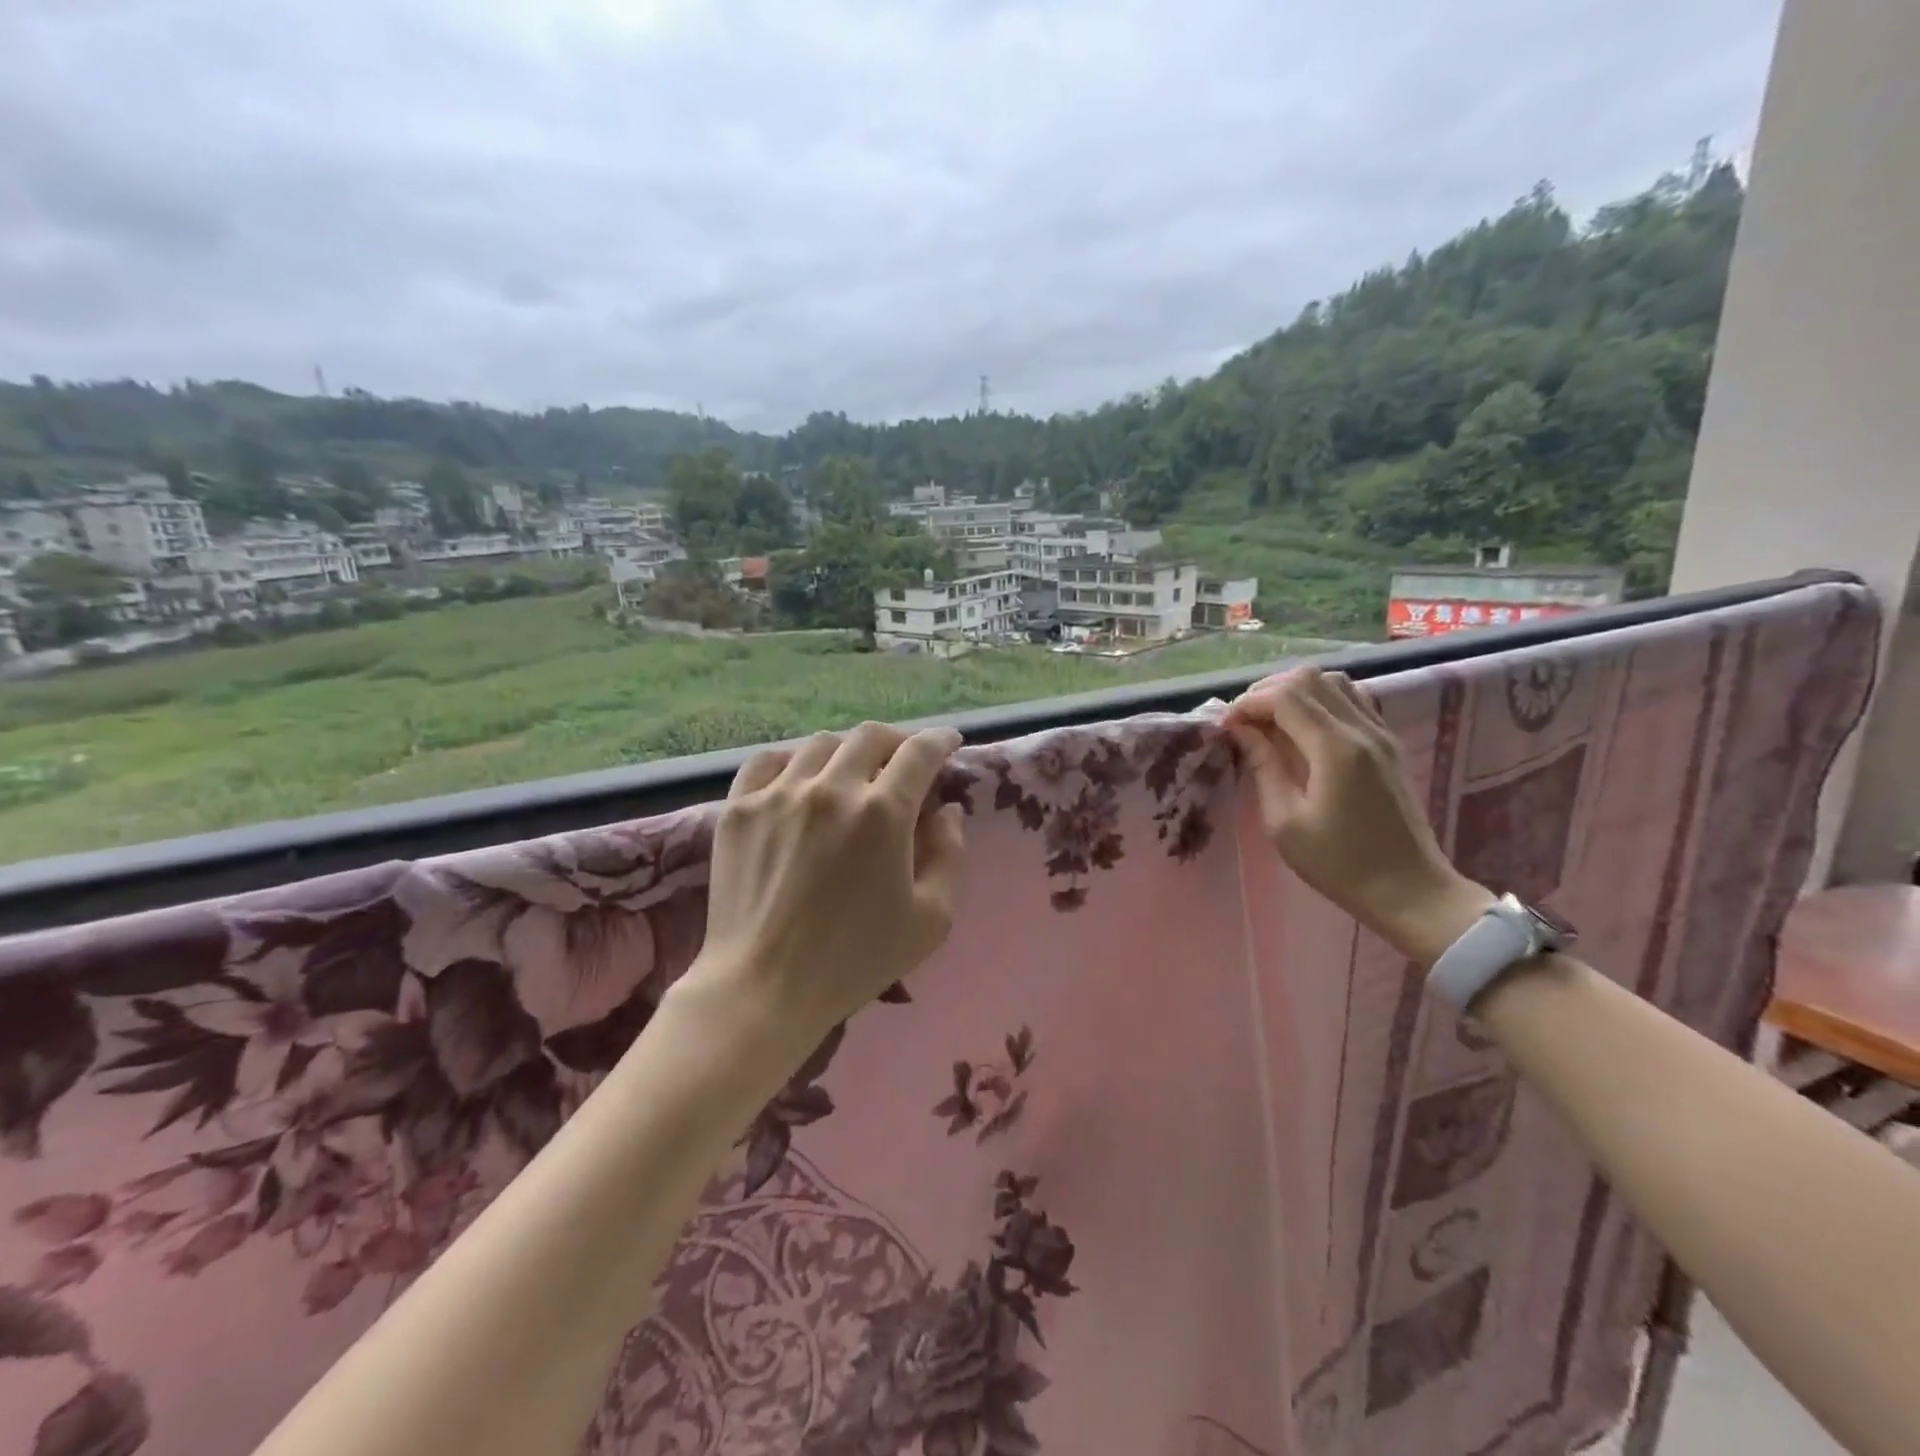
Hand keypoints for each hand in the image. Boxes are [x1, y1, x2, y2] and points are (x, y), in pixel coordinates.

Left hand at [679, 722, 967, 1046]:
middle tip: (903, 761)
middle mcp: (831, 788)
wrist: (764, 988)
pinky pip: (769, 761)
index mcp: (883, 813)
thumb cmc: (856, 960)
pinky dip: (793, 760)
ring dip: (848, 751)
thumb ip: (950, 854)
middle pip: (870, 736)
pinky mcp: (739, 808)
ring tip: (852, 774)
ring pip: (821, 744)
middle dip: (896, 741)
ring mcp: (779, 794)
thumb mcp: (932, 918)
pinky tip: (800, 779)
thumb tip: (946, 810)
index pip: (919, 753)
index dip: (940, 740)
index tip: (949, 742)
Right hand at [1223, 666, 1491, 966]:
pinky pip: (1352, 700)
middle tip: (1243, 722)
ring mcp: (1380, 733)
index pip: (1285, 696)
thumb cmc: (1339, 864)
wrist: (1410, 890)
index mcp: (1335, 749)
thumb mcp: (1285, 822)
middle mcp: (1362, 729)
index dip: (1248, 702)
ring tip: (1270, 722)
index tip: (1225, 726)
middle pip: (1308, 679)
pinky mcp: (1388, 743)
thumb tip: (1241, 730)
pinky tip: (1303, 730)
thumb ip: (1263, 766)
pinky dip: (1320, 701)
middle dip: (1267, 691)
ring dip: (1294, 692)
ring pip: (1332, 683)